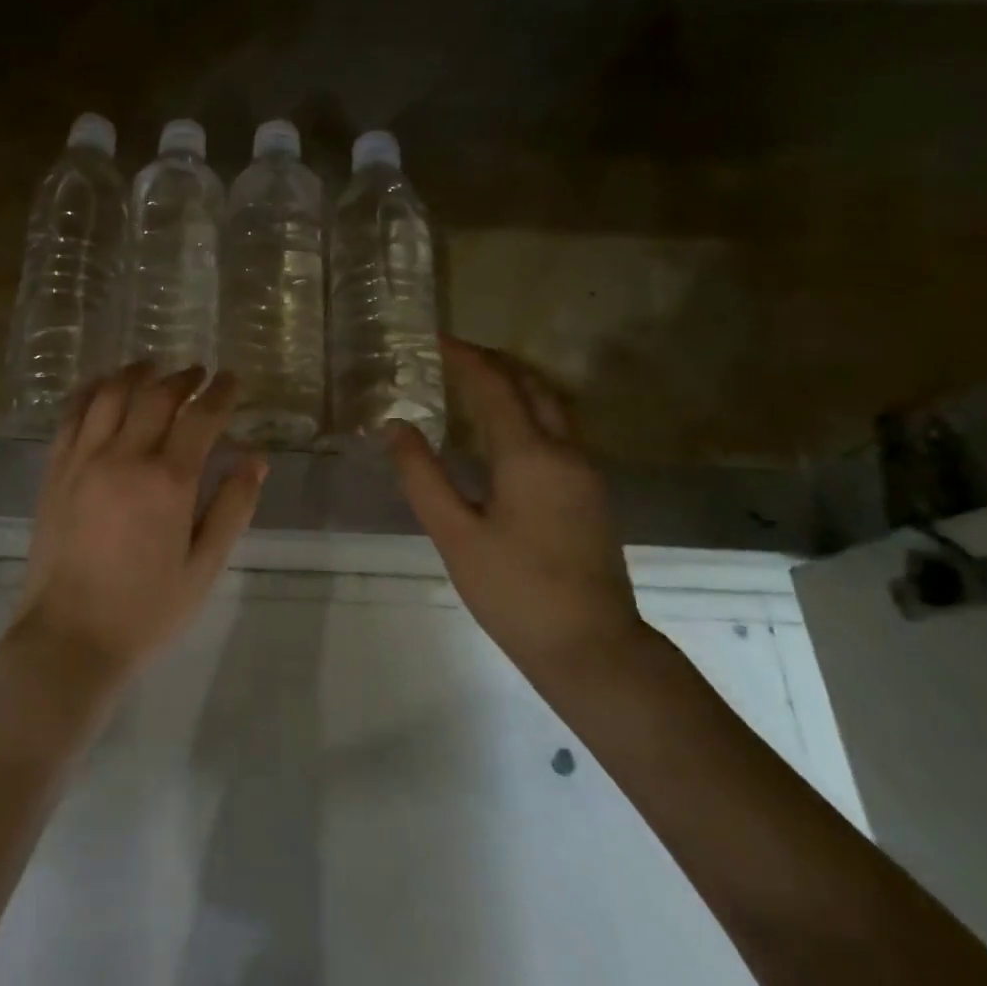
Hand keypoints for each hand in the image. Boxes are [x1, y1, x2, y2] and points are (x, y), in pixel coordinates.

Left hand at [20, 364, 267, 680]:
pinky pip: (71, 415)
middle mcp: (123, 457)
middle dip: (181, 378)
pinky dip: (90, 391)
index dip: (220, 393)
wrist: (69, 638)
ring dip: (135, 374)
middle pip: (155, 397)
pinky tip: (101, 386)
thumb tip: (256, 460)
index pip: (200, 418)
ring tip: (151, 368)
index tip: (232, 379)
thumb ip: (232, 508)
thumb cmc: (145, 609)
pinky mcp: (54, 470)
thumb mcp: (204, 567)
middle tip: (198, 373)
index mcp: (167, 482)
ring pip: (109, 395)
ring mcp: (82, 460)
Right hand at [387, 338, 645, 681]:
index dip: (464, 358)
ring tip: (474, 380)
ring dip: (514, 382)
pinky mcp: (589, 492)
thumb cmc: (515, 591)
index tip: (434, 338)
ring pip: (551, 404)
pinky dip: (528, 409)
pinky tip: (502, 428)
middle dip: (493, 361)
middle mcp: (565, 451)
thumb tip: (394, 427)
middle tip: (452, 354)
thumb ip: (422, 477)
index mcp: (530, 455)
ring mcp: (584, 471)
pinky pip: (558, 428)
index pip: (494, 387)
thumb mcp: (454, 535)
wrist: (592, 647)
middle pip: (531, 385)